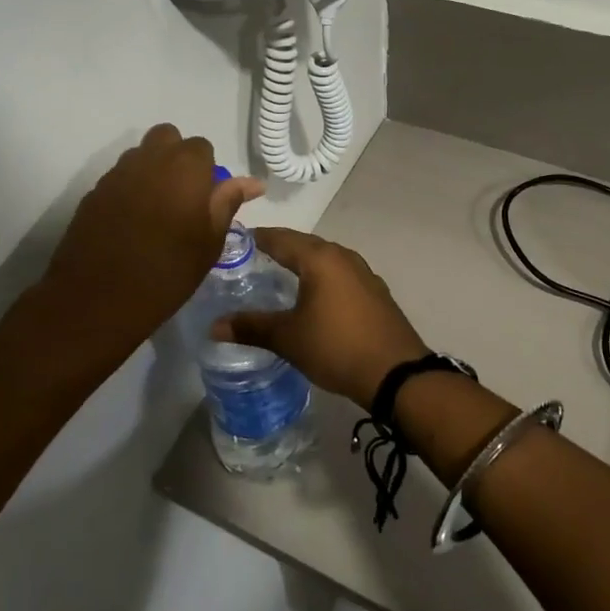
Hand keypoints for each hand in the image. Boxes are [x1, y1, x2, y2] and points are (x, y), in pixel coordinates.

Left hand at [41, 124, 262, 352]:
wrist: (97, 300)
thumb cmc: (167, 273)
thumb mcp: (209, 242)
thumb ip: (228, 203)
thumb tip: (253, 182)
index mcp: (184, 167)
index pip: (202, 147)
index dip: (207, 169)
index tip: (206, 199)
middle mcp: (149, 160)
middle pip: (167, 137)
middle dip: (177, 157)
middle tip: (183, 196)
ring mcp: (116, 174)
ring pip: (140, 155)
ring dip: (152, 171)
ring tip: (157, 211)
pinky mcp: (93, 193)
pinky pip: (119, 178)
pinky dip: (130, 190)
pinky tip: (131, 224)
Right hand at [211, 228, 430, 407]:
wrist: (395, 372)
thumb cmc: (337, 347)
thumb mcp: (288, 338)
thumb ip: (251, 327)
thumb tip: (214, 325)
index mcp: (320, 258)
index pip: (280, 238)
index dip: (256, 239)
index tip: (234, 243)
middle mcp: (343, 256)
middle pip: (304, 244)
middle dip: (278, 249)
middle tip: (251, 260)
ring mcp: (363, 273)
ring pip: (324, 259)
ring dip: (302, 263)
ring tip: (279, 276)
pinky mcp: (374, 291)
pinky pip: (340, 274)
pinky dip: (321, 278)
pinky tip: (313, 296)